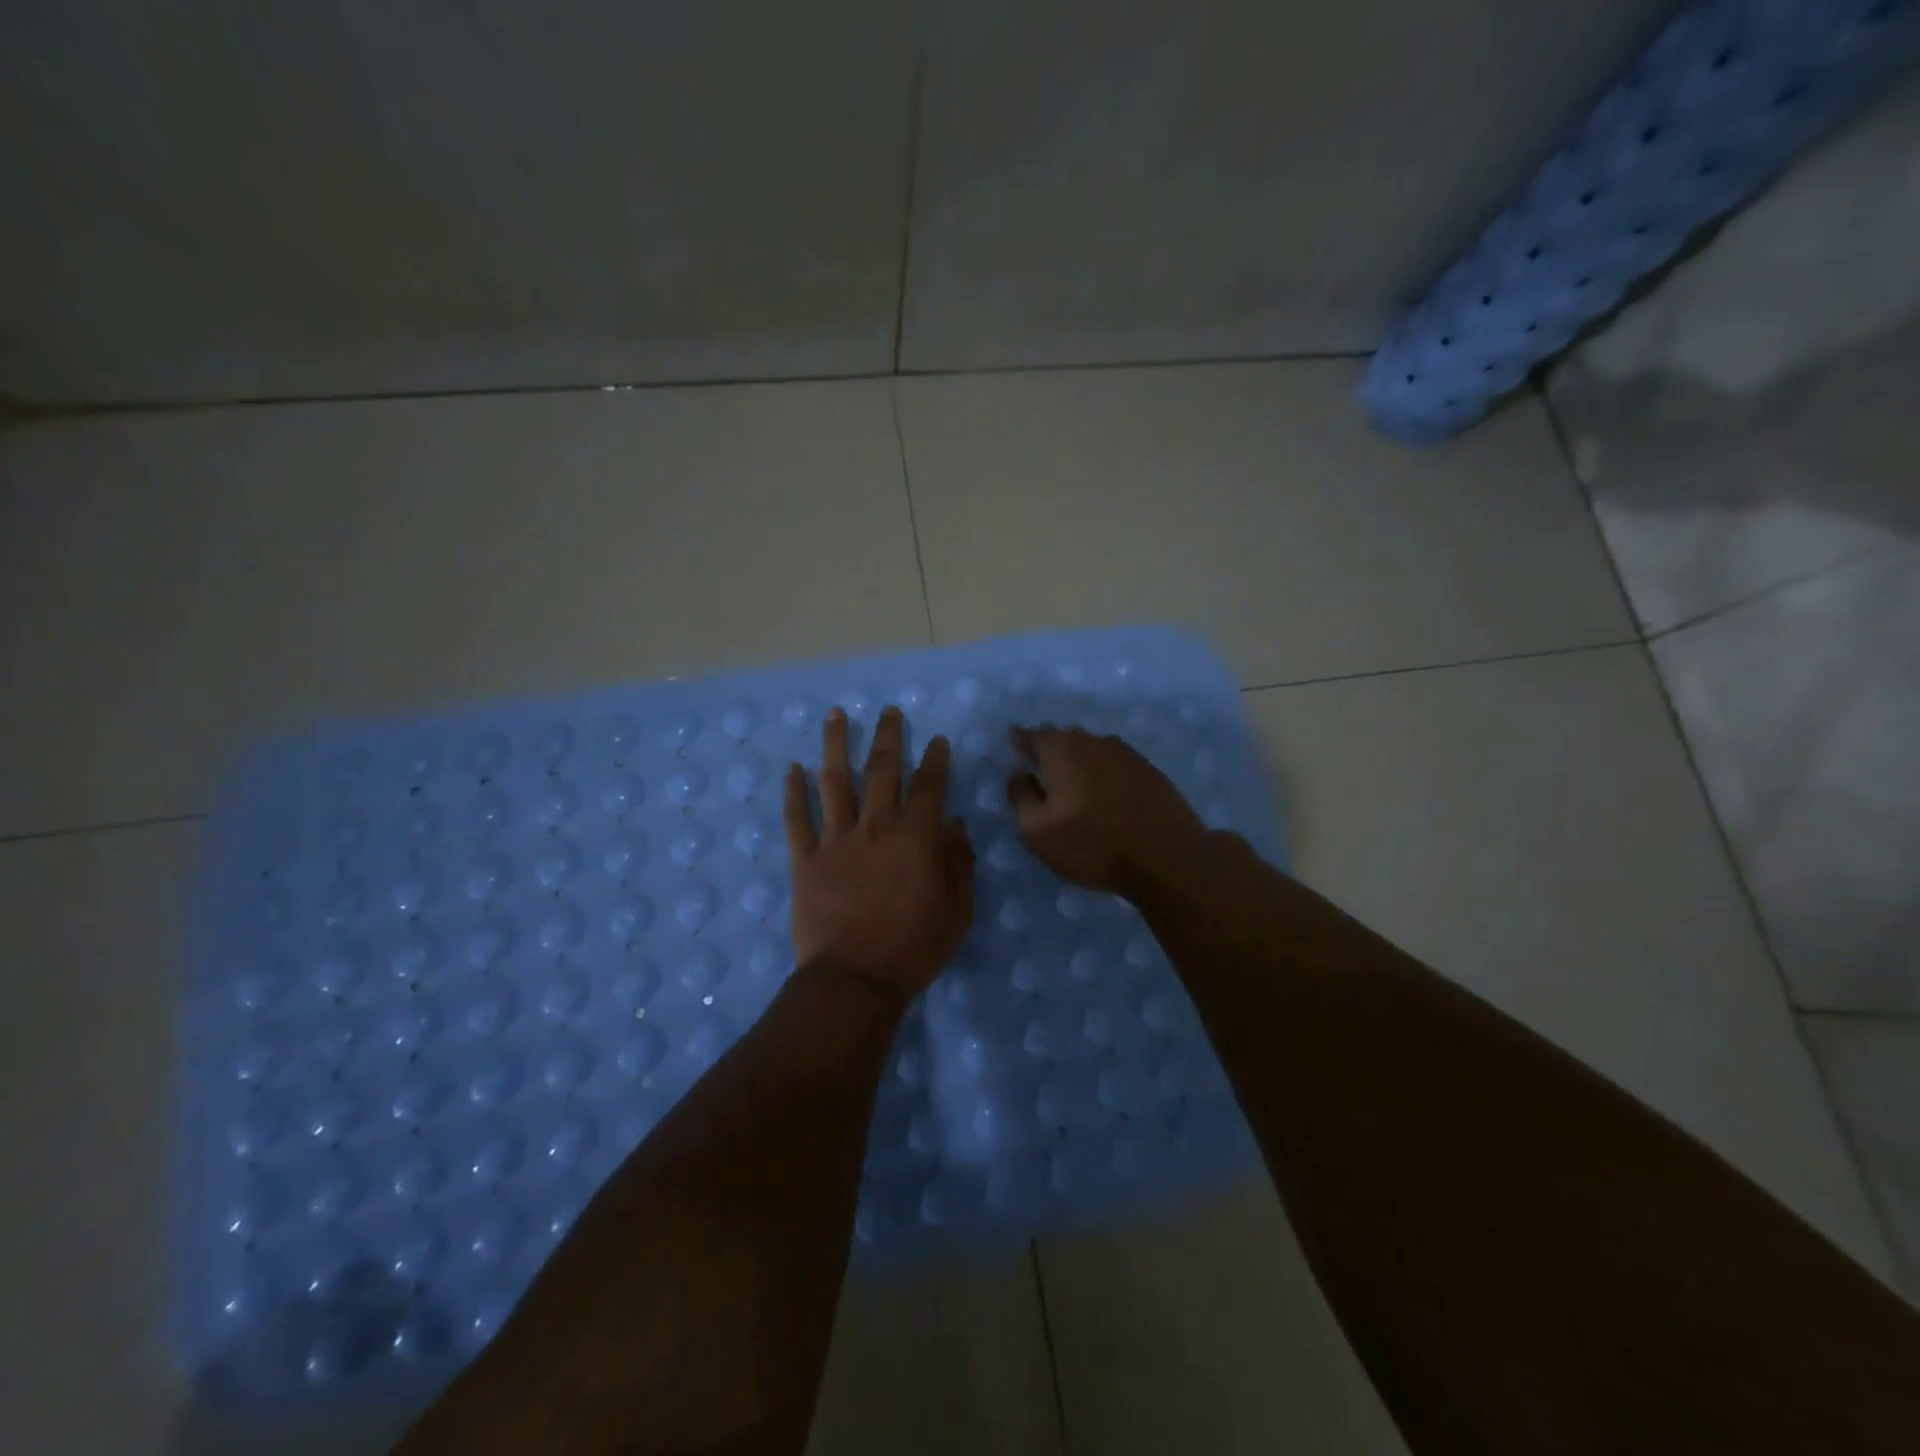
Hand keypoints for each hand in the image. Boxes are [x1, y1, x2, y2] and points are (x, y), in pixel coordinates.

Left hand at [784, 706, 974, 1002]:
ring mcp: (836, 841)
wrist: (855, 980)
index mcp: (916, 838)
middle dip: (887, 736)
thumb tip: (954, 825)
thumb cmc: (914, 948)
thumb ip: (959, 862)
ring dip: (835, 746)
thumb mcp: (957, 910)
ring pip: (835, 782)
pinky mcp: (805, 860)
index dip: (935, 760)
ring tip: (835, 715)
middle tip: (888, 711)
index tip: (936, 739)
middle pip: (882, 771)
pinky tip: (793, 769)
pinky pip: (797, 819)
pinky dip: (794, 792)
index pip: (929, 787)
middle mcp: (876, 828)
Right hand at [1007, 725, 1208, 898]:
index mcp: (1062, 749)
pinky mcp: (1150, 771)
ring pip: (1092, 750)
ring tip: (1072, 787)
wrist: (1167, 857)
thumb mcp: (1037, 831)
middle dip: (1050, 752)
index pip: (1033, 735)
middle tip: (1041, 773)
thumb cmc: (1093, 843)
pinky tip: (1104, 796)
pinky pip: (1115, 765)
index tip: (1014, 751)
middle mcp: (1094, 741)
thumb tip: (1019, 773)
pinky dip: (1103, 775)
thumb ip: (1021, 796)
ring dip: (1079, 763)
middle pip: (1064, 738)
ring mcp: (1126, 754)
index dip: (1020, 742)